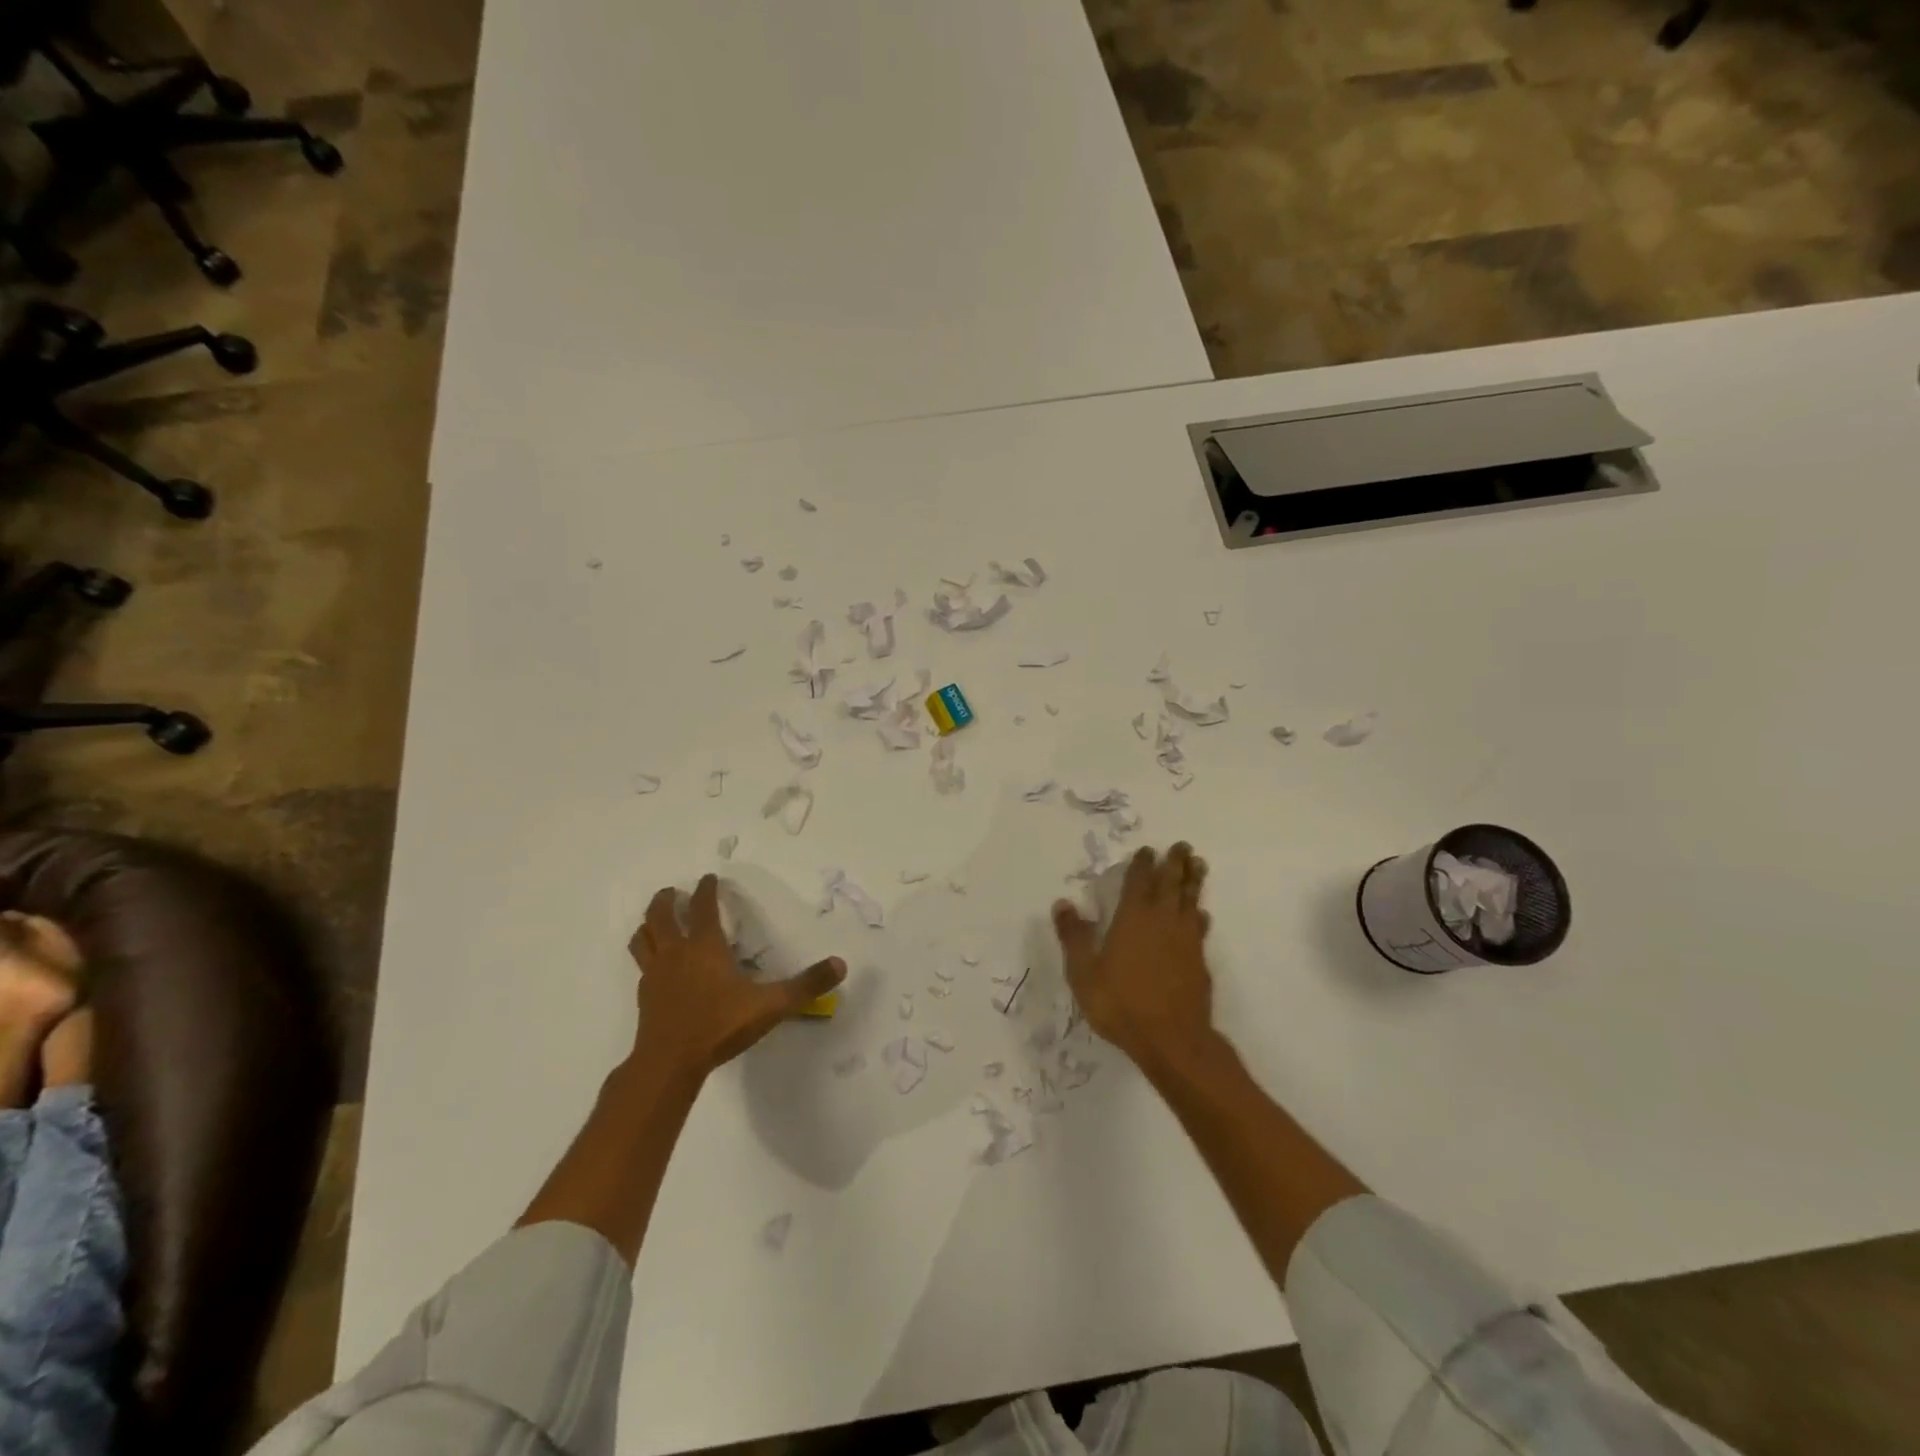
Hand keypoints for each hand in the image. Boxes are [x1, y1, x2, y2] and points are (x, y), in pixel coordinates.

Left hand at [628, 875, 844, 1081]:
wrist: (669, 1062)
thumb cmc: (720, 1025)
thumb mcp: (771, 1005)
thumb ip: (806, 985)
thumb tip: (841, 964)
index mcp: (704, 946)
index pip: (701, 907)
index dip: (705, 890)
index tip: (708, 878)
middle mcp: (676, 953)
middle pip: (660, 915)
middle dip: (666, 899)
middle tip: (672, 892)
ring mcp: (655, 974)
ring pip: (642, 937)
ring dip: (648, 924)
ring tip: (655, 921)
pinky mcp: (645, 996)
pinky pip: (642, 965)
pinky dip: (647, 955)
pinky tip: (657, 965)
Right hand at [1052, 843, 1216, 1073]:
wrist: (1172, 1040)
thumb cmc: (1121, 1004)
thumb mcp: (1084, 973)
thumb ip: (1074, 937)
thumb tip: (1062, 904)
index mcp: (1133, 918)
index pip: (1138, 882)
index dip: (1142, 864)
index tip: (1146, 850)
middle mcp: (1162, 921)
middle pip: (1171, 884)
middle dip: (1175, 863)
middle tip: (1182, 845)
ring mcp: (1185, 940)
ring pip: (1190, 901)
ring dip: (1193, 881)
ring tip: (1199, 865)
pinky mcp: (1199, 961)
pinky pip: (1200, 928)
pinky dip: (1199, 916)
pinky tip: (1201, 915)